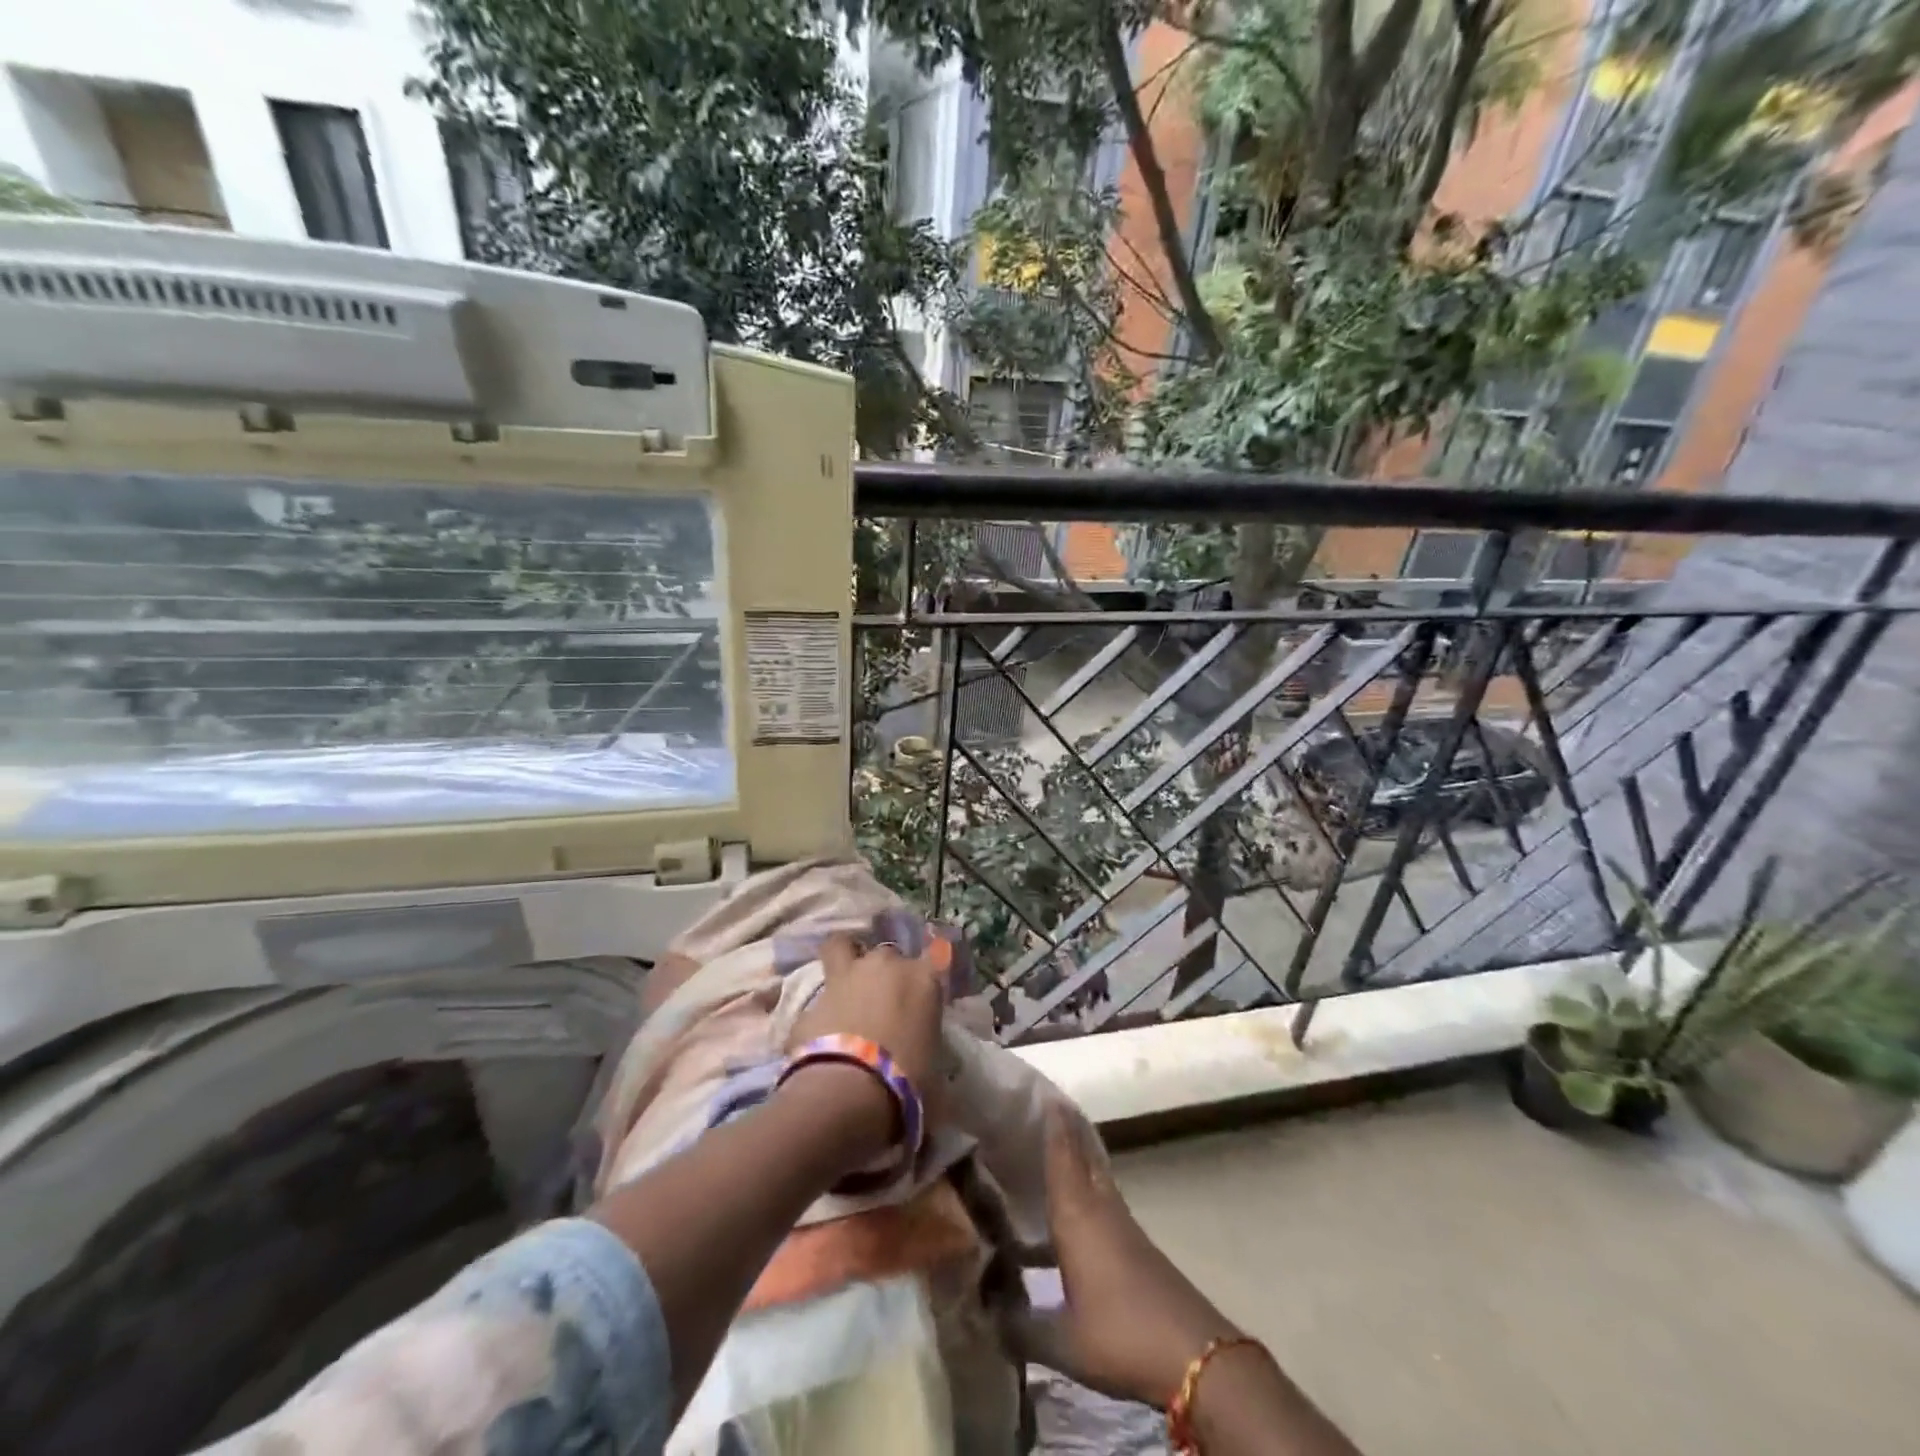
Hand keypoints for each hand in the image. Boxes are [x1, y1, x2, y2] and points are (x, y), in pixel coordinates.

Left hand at [786, 932, 949, 1125]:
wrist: (850, 1091)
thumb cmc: (908, 1081)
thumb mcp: (934, 1066)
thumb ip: (928, 1045)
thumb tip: (922, 1055)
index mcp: (924, 978)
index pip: (937, 956)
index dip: (928, 973)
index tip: (924, 992)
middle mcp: (886, 965)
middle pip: (888, 954)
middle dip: (886, 971)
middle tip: (884, 1000)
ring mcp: (846, 975)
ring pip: (842, 945)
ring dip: (845, 959)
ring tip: (847, 985)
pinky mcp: (812, 998)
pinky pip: (819, 996)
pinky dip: (820, 1010)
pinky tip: (819, 1032)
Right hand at [1010, 1108, 1238, 1407]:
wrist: (1194, 1356)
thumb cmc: (1121, 1334)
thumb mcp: (1063, 1341)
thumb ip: (1020, 1327)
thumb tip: (987, 1315)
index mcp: (1077, 1215)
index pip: (1062, 1156)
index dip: (1053, 1124)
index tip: (1042, 1092)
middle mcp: (1100, 1208)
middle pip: (1083, 1155)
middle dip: (1067, 1129)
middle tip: (1048, 1105)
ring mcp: (1123, 1226)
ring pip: (1096, 1176)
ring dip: (1079, 1155)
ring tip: (1056, 1145)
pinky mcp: (1137, 1247)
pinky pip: (1105, 1199)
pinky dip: (1088, 1186)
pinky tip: (1075, 1207)